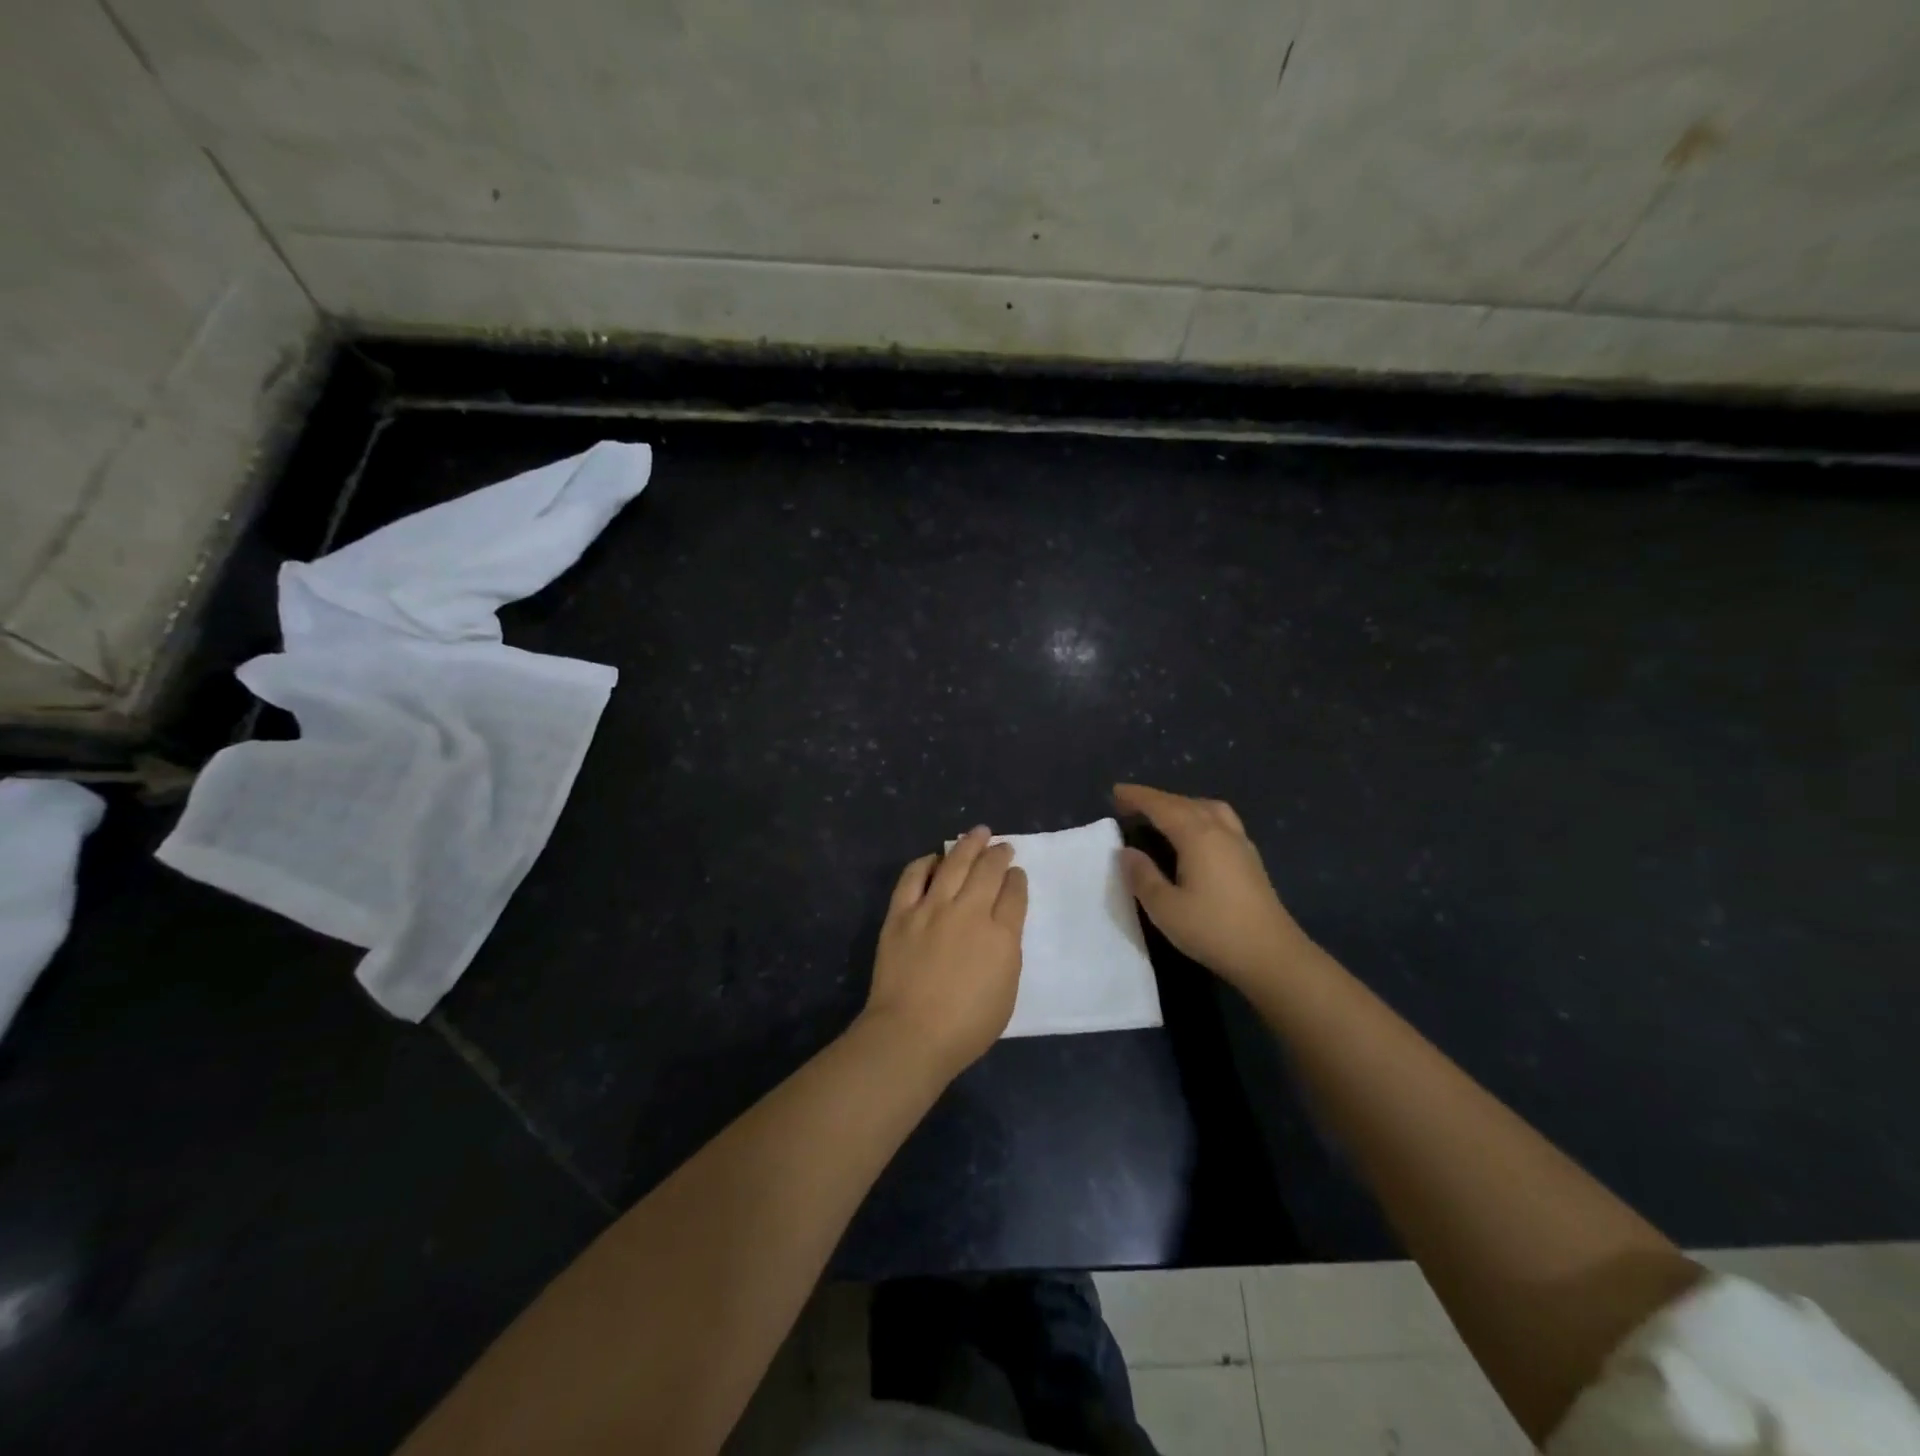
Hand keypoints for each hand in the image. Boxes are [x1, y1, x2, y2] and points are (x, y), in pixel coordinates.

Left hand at [862, 827, 1028, 1077]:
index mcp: (1001, 935)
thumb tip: (1001, 927)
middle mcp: (969, 912)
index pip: (1014, 894)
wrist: (911, 1033)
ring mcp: (932, 908)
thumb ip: (1007, 952)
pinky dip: (925, 863)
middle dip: (998, 854)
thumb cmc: (966, 1026)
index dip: (1017, 879)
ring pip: (954, 863)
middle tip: (1002, 845)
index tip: (1017, 873)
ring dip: (968, 845)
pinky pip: (914, 877)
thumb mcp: (1006, 992)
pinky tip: (934, 858)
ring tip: (978, 833)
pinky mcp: (901, 913)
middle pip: (988, 871)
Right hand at [1113, 783, 1313, 994]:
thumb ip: (1142, 876)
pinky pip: (1221, 821)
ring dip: (1182, 804)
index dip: (1138, 797)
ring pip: (1208, 809)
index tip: (1115, 791)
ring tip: (1164, 815)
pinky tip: (1196, 836)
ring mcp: (1240, 844)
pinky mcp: (1251, 860)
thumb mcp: (1165, 908)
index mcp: (1198, 836)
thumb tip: (1126, 852)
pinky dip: (1201, 816)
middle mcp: (1220, 831)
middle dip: (1157, 799)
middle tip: (1131, 803)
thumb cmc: (1214, 930)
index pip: (1162, 806)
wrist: (1272, 956)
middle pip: (1185, 803)